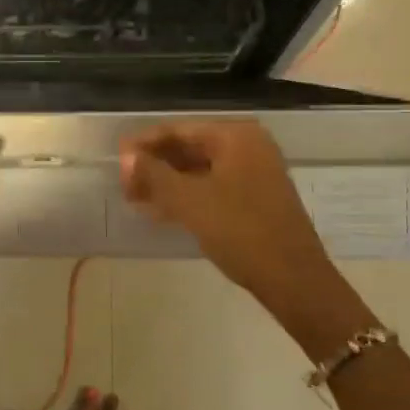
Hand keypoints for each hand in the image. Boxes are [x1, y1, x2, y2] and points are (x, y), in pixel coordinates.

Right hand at [119, 120, 334, 314]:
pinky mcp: (255, 198)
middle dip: (154, 165)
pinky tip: (160, 211)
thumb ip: (154, 174)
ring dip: (167, 183)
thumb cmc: (240, 231)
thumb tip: (126, 157)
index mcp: (236, 136)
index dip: (144, 144)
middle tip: (123, 183)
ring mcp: (255, 173)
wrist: (293, 279)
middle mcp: (248, 146)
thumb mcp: (189, 201)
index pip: (179, 130)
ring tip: (134, 198)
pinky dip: (186, 196)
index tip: (117, 159)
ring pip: (199, 170)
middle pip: (189, 148)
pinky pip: (212, 187)